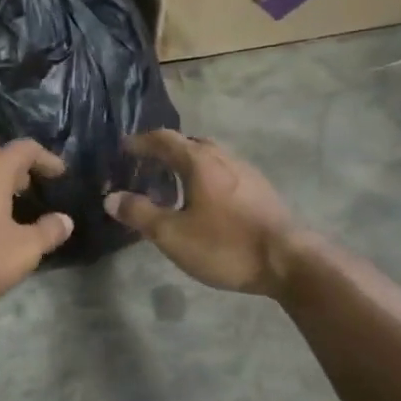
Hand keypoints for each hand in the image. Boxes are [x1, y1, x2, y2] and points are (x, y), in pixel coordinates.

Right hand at [104, 131, 304, 295]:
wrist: (289, 261)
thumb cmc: (225, 244)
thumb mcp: (173, 234)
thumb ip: (140, 213)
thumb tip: (112, 197)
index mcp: (199, 161)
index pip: (164, 140)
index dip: (141, 142)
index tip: (124, 148)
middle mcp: (223, 157)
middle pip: (190, 144)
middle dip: (166, 150)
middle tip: (148, 165)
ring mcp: (246, 172)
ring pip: (211, 158)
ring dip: (189, 164)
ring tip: (174, 183)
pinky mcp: (262, 191)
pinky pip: (225, 173)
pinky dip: (207, 178)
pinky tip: (206, 201)